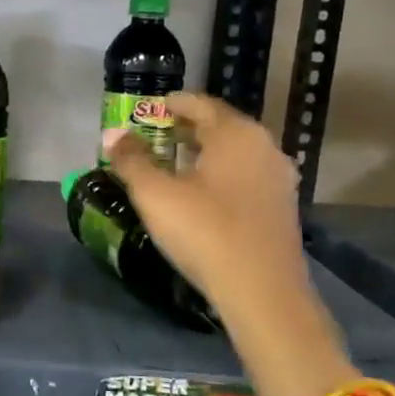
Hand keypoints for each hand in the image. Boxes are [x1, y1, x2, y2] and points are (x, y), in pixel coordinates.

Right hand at [106, 91, 315, 322]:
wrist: (262, 291)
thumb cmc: (204, 231)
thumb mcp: (155, 194)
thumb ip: (131, 160)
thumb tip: (112, 134)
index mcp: (236, 134)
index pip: (202, 104)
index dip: (174, 104)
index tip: (153, 109)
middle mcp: (264, 147)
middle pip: (221, 127)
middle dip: (188, 129)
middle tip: (157, 137)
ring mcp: (279, 179)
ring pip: (236, 154)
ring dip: (206, 154)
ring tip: (175, 166)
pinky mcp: (283, 208)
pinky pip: (247, 178)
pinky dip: (222, 176)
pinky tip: (203, 196)